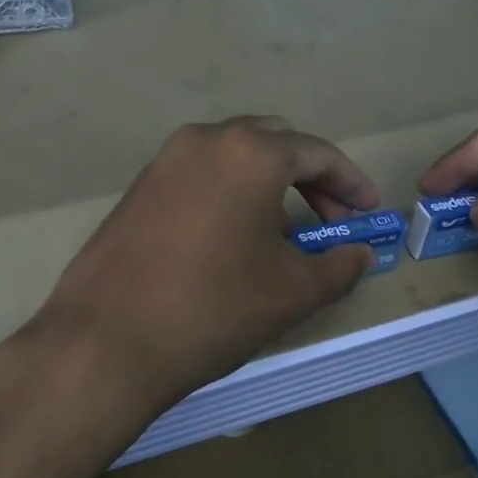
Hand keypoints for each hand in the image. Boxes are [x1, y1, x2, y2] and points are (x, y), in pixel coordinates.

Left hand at [26, 117, 378, 422]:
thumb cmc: (214, 308)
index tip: (370, 212)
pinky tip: (232, 237)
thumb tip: (359, 253)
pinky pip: (200, 174)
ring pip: (233, 156)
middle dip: (309, 177)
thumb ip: (338, 265)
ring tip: (283, 235)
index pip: (317, 154)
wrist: (107, 338)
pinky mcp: (140, 184)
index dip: (351, 182)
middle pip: (274, 143)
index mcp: (250, 152)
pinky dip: (229, 191)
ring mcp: (165, 159)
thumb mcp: (292, 291)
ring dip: (268, 183)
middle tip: (330, 221)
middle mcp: (206, 139)